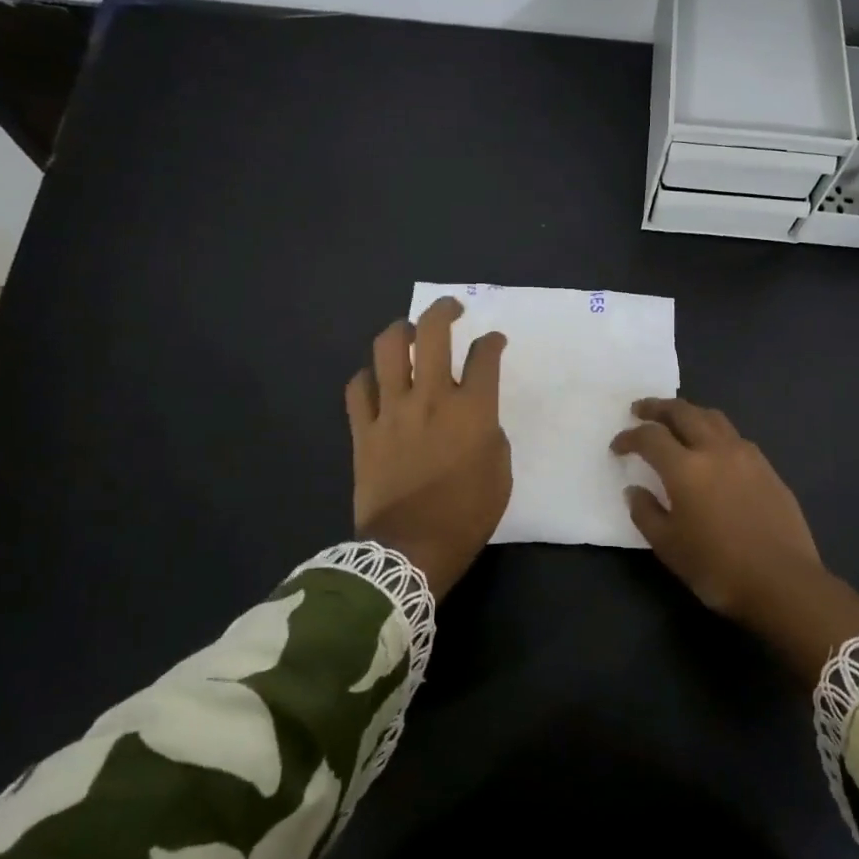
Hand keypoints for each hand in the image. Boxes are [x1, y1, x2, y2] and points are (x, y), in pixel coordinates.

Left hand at [346, 297, 509, 598]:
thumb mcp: (501, 474)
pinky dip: (368, 376)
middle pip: (433, 333)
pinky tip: (377, 379)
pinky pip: (357, 387)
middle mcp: (432, 398)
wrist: (411, 549)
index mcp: (473, 410)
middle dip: (444, 310)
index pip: (485, 356)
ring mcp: (392, 411)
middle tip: (452, 309)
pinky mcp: (363, 430)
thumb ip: (491, 435)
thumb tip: (477, 420)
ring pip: (388, 348)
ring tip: (410, 332)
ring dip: (401, 330)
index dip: (493, 341)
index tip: (494, 342)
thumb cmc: (466, 515)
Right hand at [611, 398, 858, 678]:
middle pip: (683, 412)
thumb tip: (635, 490)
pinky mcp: (768, 467)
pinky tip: (712, 448)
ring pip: (713, 417)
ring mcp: (746, 455)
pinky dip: (714, 431)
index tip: (617, 446)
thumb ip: (646, 513)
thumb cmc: (718, 568)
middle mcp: (716, 450)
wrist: (783, 582)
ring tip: (676, 421)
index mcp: (686, 468)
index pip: (650, 437)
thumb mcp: (669, 547)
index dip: (629, 437)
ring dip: (689, 412)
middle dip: (657, 407)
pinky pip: (734, 436)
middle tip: (640, 409)